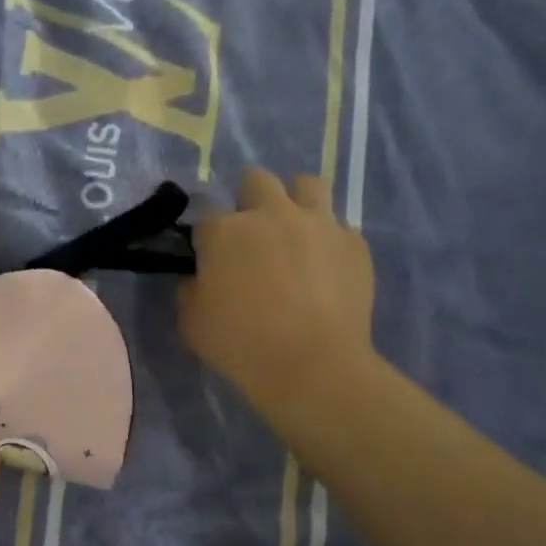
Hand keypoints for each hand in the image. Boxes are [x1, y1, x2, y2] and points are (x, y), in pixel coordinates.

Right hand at [179, 168, 377, 419]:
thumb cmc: (241, 344)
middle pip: (256, 180)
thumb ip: (191, 290)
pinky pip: (339, 228)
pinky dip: (328, 241)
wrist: (312, 365)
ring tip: (294, 231)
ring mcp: (318, 224)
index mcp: (225, 231)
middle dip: (249, 198)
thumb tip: (200, 278)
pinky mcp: (354, 244)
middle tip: (251, 232)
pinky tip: (325, 269)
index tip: (208, 258)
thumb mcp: (191, 322)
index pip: (205, 216)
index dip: (205, 236)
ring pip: (307, 185)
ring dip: (296, 201)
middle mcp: (272, 214)